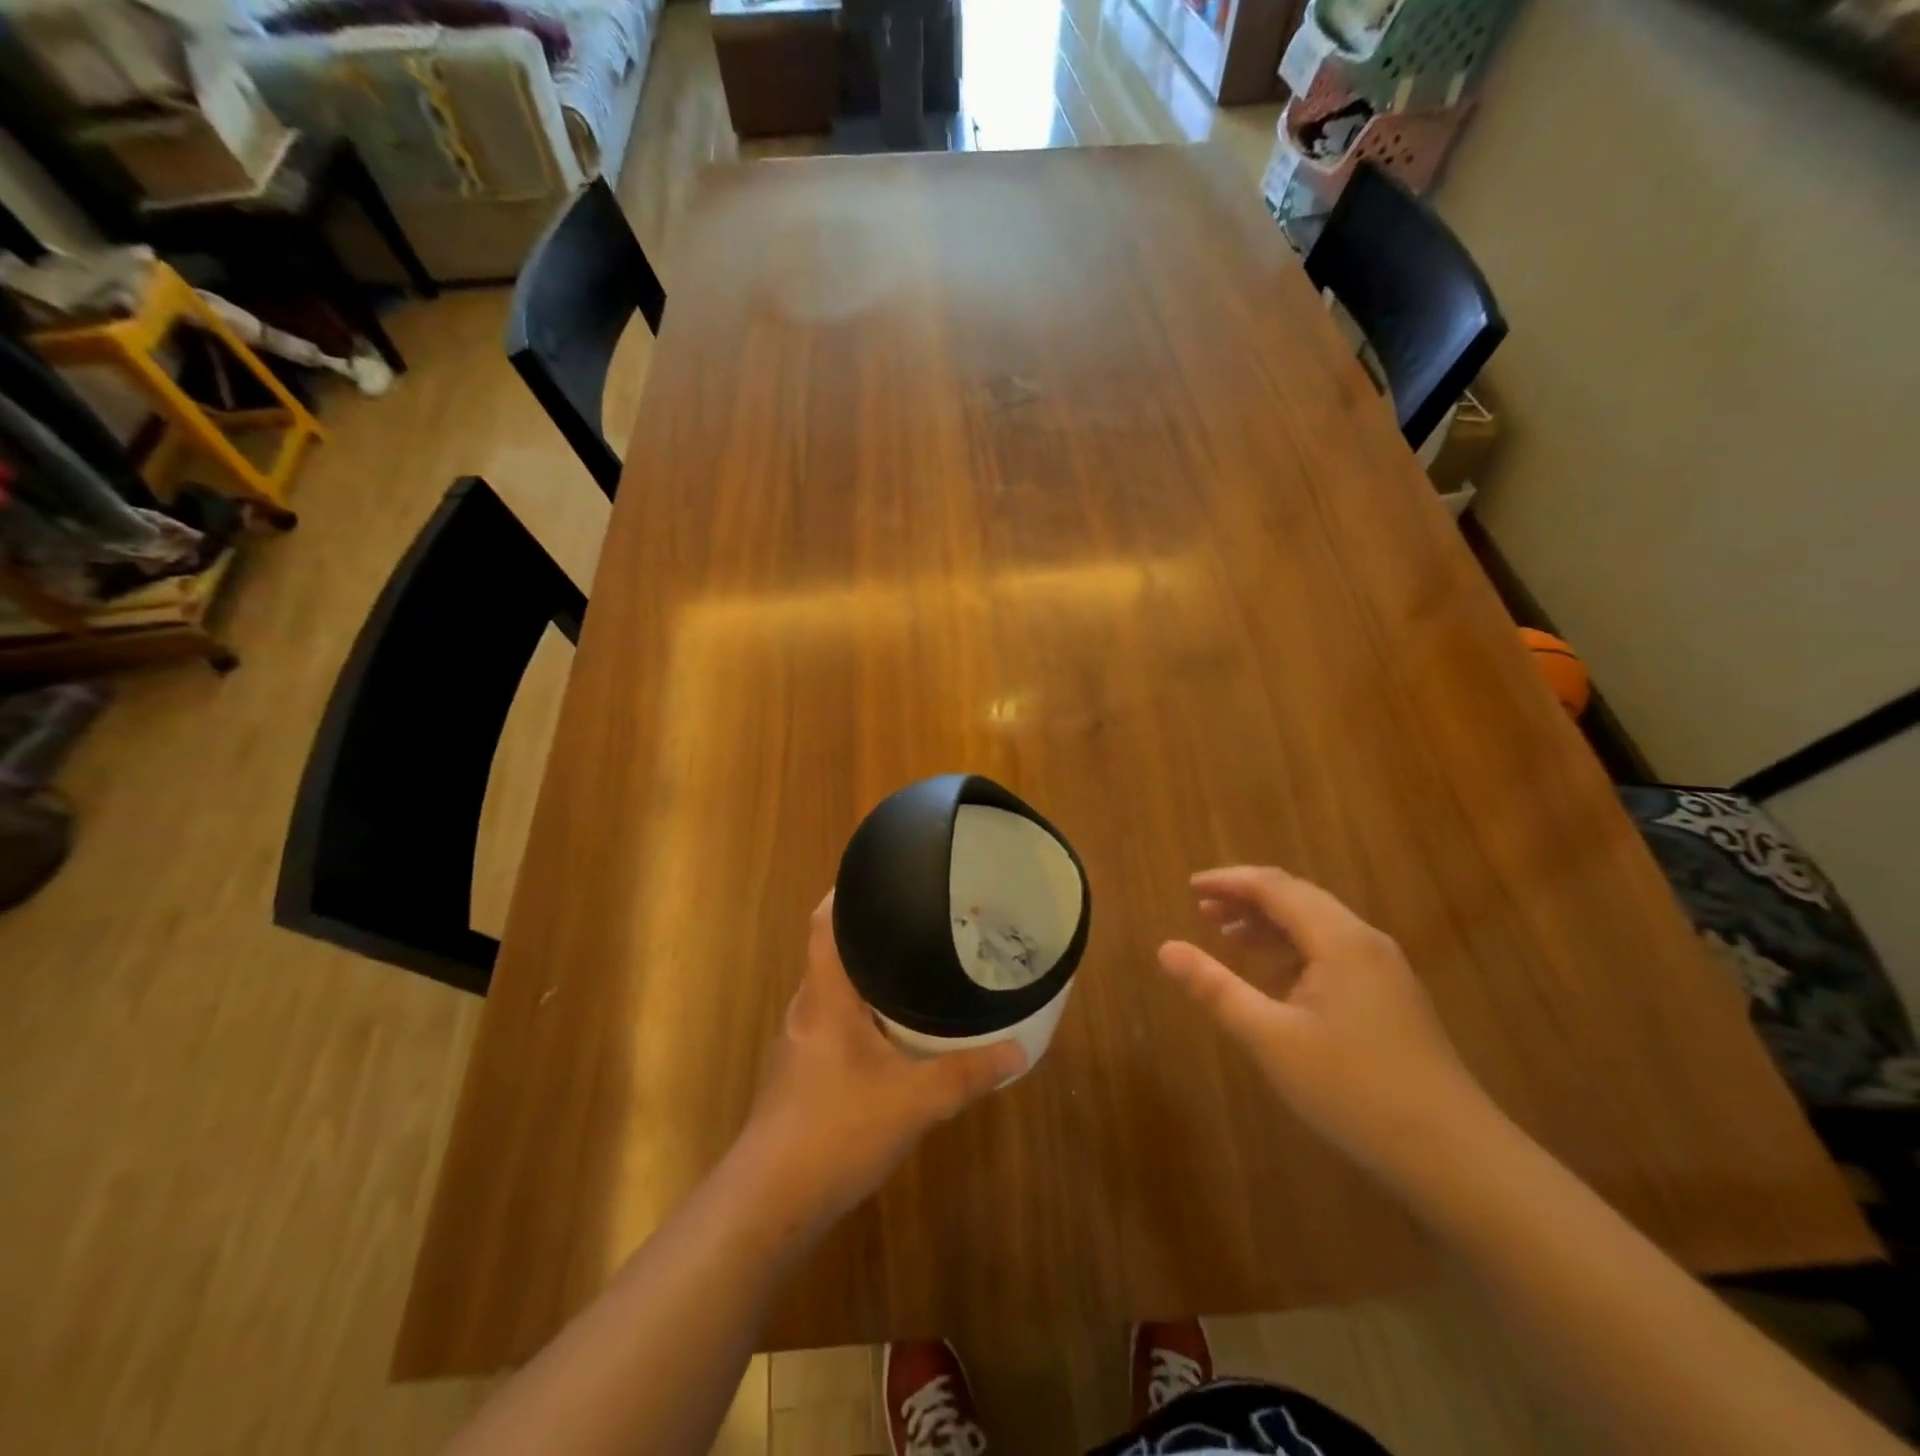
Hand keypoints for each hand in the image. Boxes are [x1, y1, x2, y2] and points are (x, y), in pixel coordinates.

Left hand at [742, 892, 1025, 1226]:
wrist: (769, 1202)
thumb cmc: (836, 1130)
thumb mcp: (914, 1102)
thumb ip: (967, 1074)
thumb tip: (1019, 1051)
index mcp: (825, 997)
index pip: (824, 924)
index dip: (845, 893)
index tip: (879, 876)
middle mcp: (806, 1008)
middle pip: (831, 953)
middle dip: (868, 934)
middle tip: (917, 922)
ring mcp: (797, 1042)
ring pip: (832, 991)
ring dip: (864, 977)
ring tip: (910, 968)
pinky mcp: (798, 1072)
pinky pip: (831, 1022)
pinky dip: (859, 1013)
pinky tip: (889, 1033)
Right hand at [1158, 866, 1494, 1185]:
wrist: (1455, 1156)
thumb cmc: (1354, 1090)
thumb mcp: (1271, 1039)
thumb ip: (1216, 988)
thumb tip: (1165, 949)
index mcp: (1339, 940)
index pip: (1275, 887)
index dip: (1229, 881)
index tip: (1189, 887)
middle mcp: (1365, 941)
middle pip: (1298, 898)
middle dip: (1247, 898)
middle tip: (1201, 909)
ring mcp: (1383, 969)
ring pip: (1317, 924)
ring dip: (1269, 922)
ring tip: (1225, 933)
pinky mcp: (1391, 996)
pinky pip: (1333, 951)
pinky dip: (1294, 948)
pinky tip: (1273, 972)